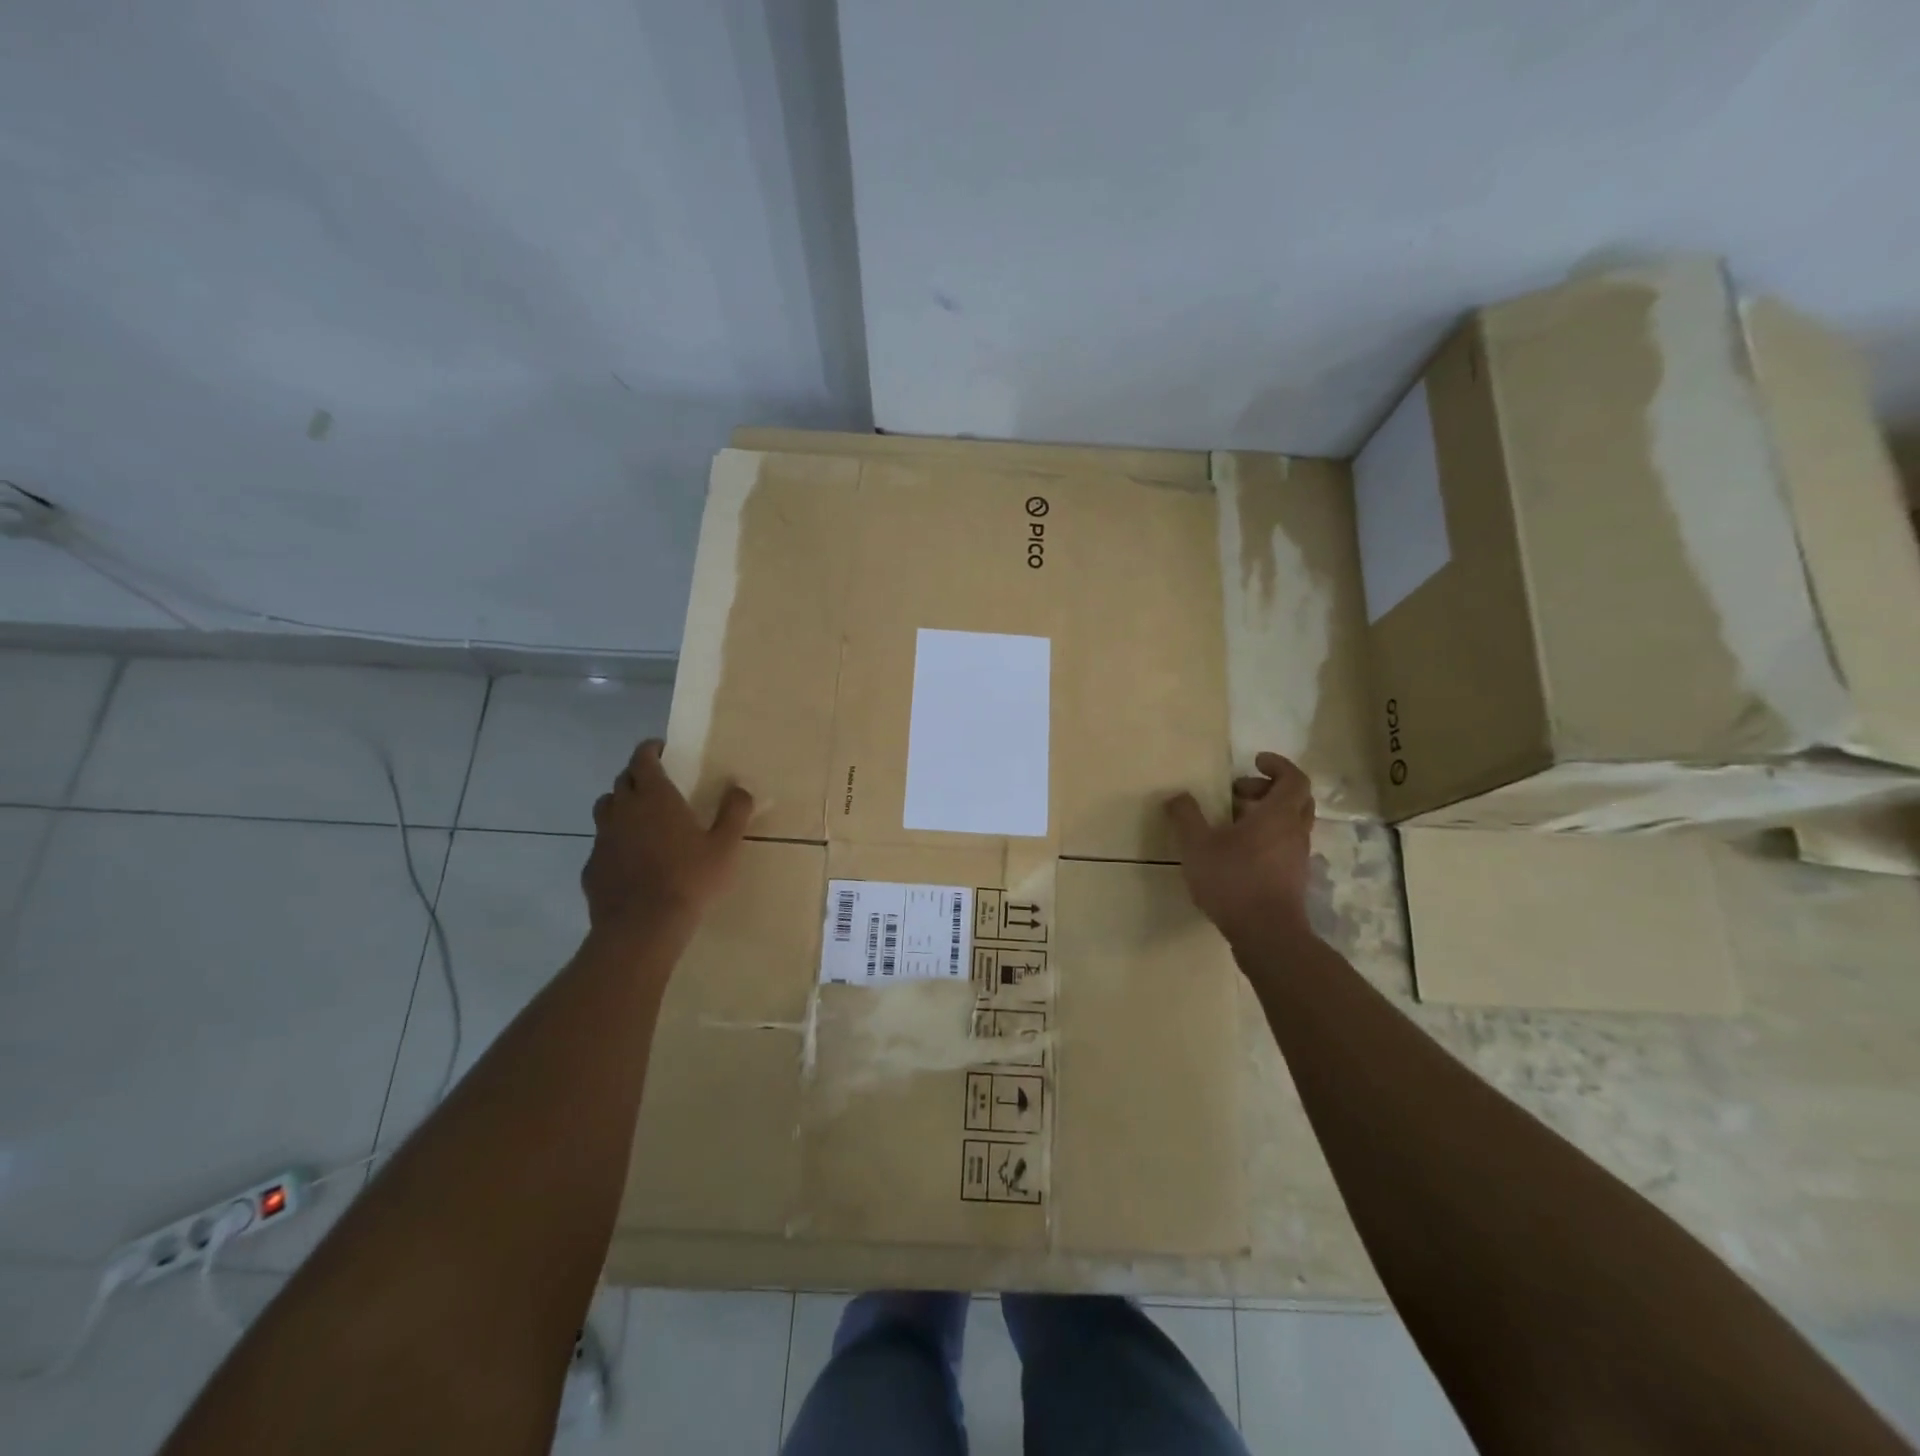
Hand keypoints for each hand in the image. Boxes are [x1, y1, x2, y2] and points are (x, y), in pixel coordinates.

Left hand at [582, 739, 753, 931]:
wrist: (642, 926)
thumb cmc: (689, 879)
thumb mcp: (725, 846)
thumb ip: (735, 813)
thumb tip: (740, 789)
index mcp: (655, 796)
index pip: (642, 758)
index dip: (650, 750)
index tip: (661, 750)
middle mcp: (623, 810)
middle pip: (622, 780)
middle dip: (637, 775)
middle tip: (656, 784)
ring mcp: (602, 838)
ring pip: (605, 808)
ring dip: (620, 804)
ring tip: (639, 817)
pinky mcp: (592, 866)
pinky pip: (601, 843)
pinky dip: (614, 841)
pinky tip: (630, 858)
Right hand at [1165, 751, 1316, 944]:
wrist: (1266, 935)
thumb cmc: (1233, 880)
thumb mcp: (1197, 845)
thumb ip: (1186, 816)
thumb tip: (1177, 796)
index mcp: (1278, 815)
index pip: (1294, 778)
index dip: (1278, 765)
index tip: (1255, 761)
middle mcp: (1295, 832)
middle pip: (1296, 799)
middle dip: (1268, 789)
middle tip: (1238, 792)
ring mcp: (1297, 858)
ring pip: (1290, 824)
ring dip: (1265, 815)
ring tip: (1231, 824)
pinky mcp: (1293, 879)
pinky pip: (1284, 846)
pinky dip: (1266, 838)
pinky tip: (1237, 853)